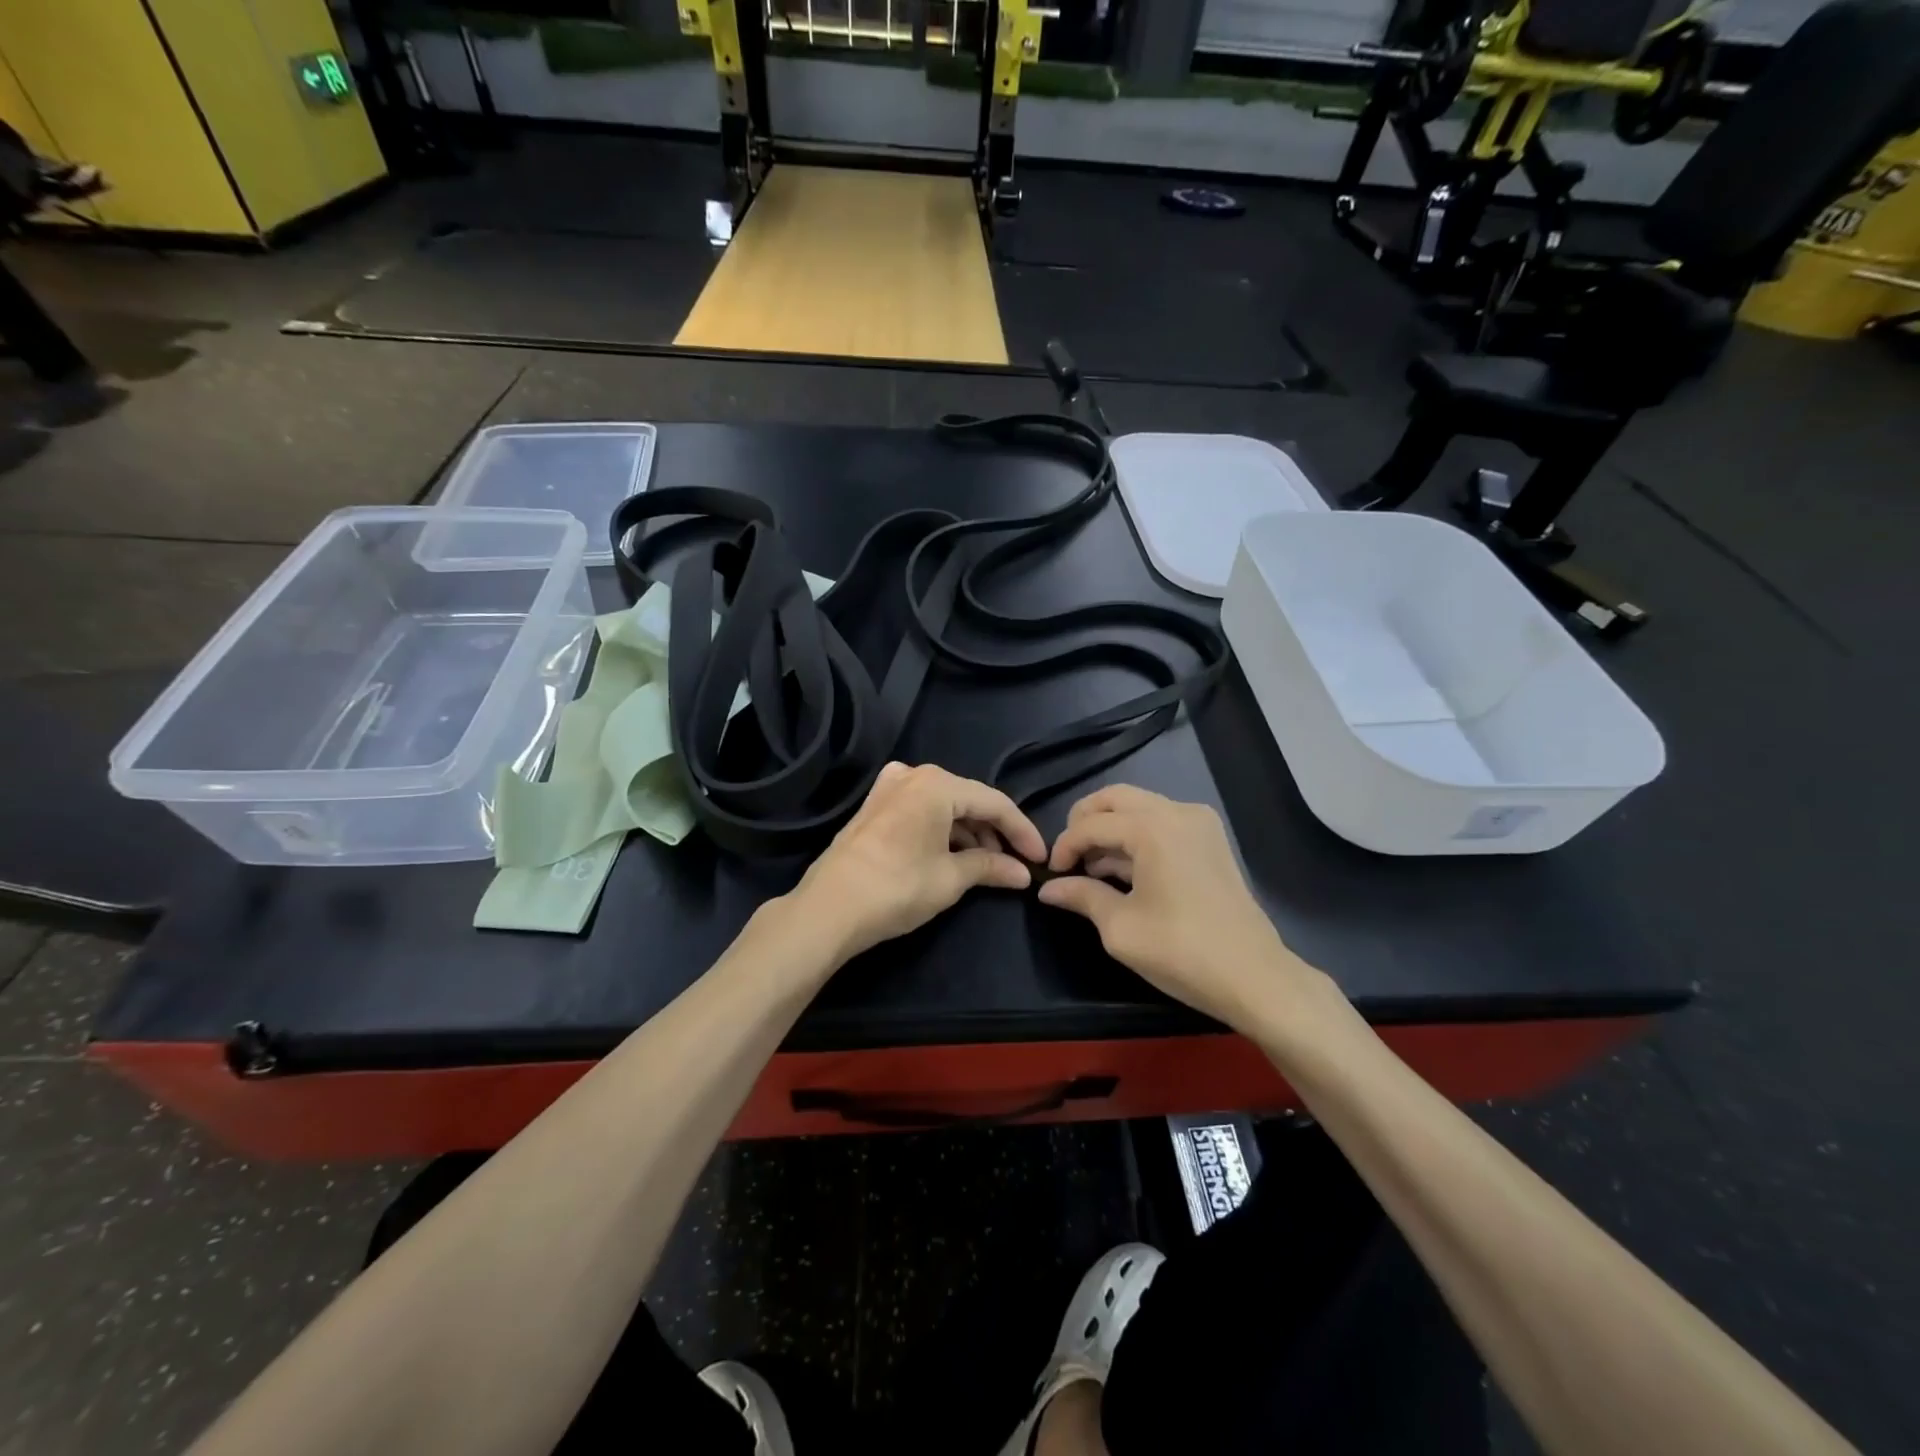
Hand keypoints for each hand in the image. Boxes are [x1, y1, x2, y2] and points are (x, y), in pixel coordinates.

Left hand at [791, 762, 1046, 960]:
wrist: (829, 908)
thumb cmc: (897, 888)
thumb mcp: (951, 878)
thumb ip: (991, 867)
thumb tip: (1023, 873)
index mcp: (936, 784)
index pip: (994, 803)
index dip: (1022, 832)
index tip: (1041, 859)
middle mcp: (913, 775)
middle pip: (968, 801)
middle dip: (994, 832)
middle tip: (1014, 864)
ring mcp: (889, 788)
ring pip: (944, 806)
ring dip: (968, 834)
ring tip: (986, 866)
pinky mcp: (874, 807)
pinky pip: (921, 811)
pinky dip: (942, 831)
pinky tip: (953, 856)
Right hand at [1038, 785, 1329, 1031]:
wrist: (1254, 976)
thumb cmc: (1181, 951)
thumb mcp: (1120, 927)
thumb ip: (1081, 896)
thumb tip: (1048, 888)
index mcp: (1152, 828)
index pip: (1092, 824)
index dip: (1064, 846)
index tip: (1052, 874)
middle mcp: (1177, 812)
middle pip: (1116, 798)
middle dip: (1085, 822)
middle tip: (1068, 856)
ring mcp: (1199, 823)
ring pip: (1140, 807)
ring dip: (1111, 829)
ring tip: (1092, 869)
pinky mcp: (1211, 840)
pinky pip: (1162, 822)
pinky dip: (1137, 836)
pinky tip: (1124, 871)